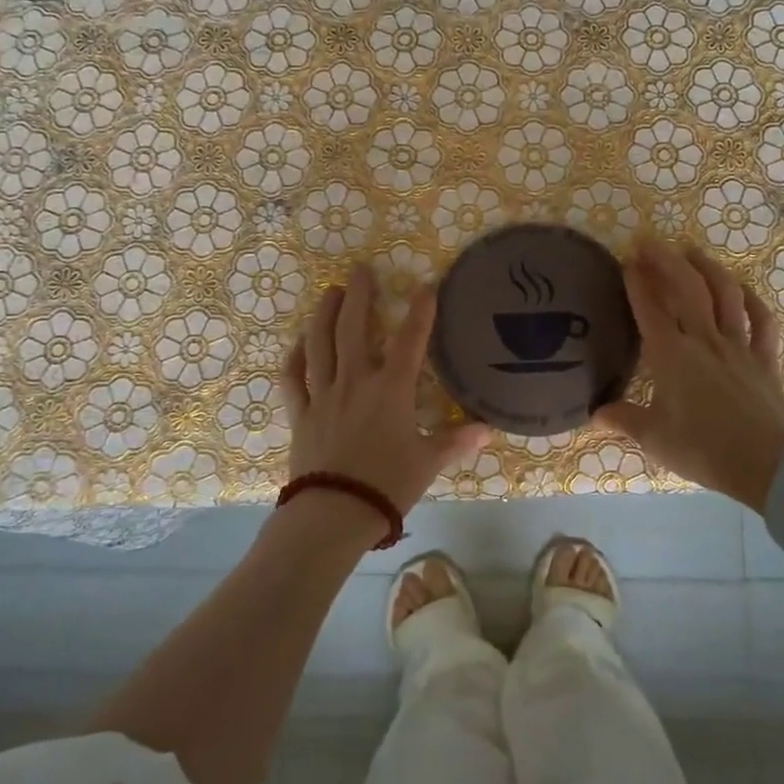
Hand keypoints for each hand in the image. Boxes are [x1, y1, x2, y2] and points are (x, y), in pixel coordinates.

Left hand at [282, 264, 491, 518]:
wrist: (333, 514)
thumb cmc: (387, 485)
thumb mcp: (428, 463)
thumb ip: (456, 441)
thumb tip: (489, 430)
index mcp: (391, 390)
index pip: (409, 341)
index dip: (420, 311)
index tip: (425, 286)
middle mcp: (355, 381)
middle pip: (353, 328)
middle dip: (359, 295)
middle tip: (360, 270)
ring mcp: (323, 395)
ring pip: (320, 344)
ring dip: (324, 314)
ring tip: (330, 292)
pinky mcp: (301, 414)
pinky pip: (293, 378)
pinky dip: (294, 357)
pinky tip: (299, 343)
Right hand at [593, 241, 783, 511]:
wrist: (767, 467)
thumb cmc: (704, 450)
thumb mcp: (655, 439)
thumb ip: (624, 420)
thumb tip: (595, 414)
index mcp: (672, 356)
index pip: (650, 308)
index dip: (637, 282)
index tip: (627, 260)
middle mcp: (704, 340)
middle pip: (686, 288)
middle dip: (666, 260)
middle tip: (650, 241)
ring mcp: (738, 345)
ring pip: (725, 294)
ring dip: (707, 267)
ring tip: (692, 251)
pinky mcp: (765, 358)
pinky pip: (761, 320)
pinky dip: (752, 299)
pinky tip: (742, 288)